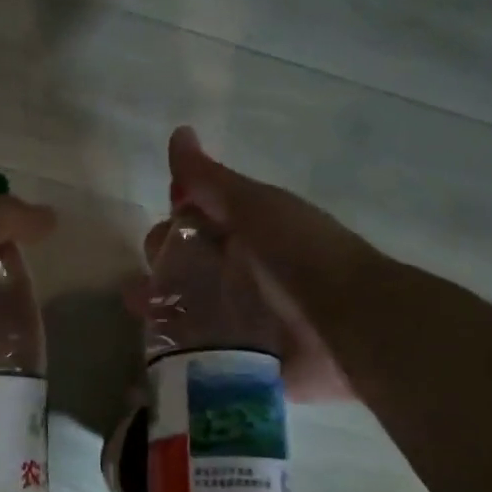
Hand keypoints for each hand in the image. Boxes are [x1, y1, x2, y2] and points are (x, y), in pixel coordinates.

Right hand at [123, 127, 358, 403]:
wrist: (349, 321)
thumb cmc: (300, 254)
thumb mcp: (254, 207)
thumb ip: (210, 180)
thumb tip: (178, 133)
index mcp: (246, 233)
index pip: (194, 221)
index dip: (172, 222)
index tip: (162, 235)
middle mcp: (242, 272)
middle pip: (185, 266)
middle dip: (161, 268)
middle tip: (151, 280)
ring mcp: (242, 318)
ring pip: (187, 308)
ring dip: (160, 308)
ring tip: (142, 313)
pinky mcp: (243, 357)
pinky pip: (201, 350)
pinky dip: (178, 347)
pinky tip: (157, 349)